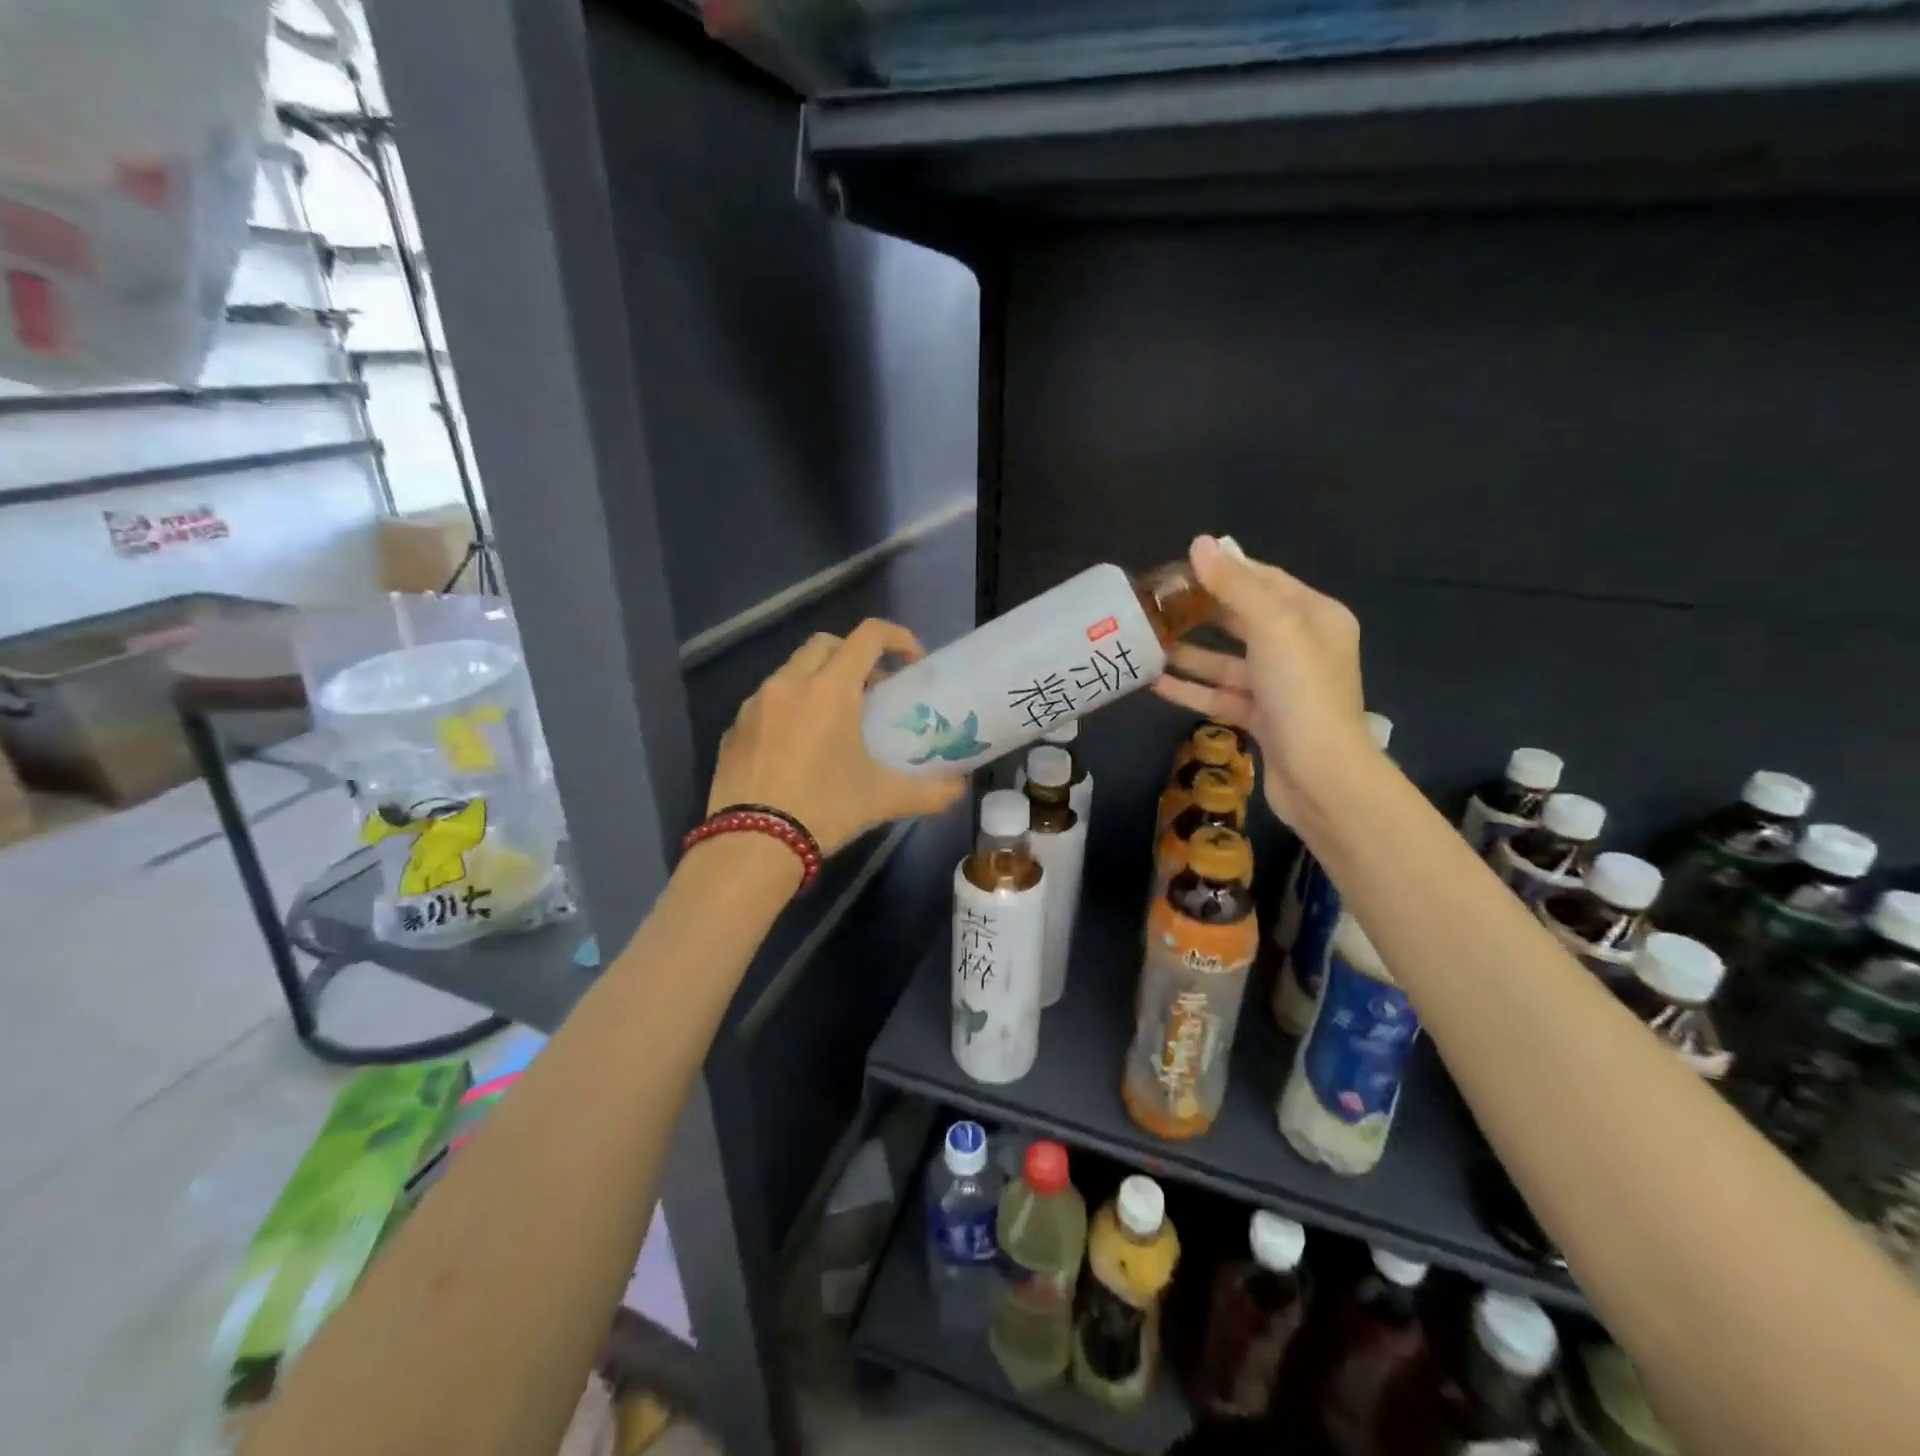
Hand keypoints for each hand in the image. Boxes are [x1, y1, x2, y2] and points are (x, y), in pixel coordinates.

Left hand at [708, 619, 966, 856]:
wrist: (751, 846)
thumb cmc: (824, 810)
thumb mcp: (883, 799)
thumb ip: (929, 791)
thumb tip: (959, 790)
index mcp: (830, 689)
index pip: (868, 636)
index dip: (897, 637)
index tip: (911, 662)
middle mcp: (789, 684)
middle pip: (826, 644)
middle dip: (854, 656)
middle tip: (872, 691)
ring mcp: (755, 705)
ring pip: (792, 672)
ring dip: (818, 681)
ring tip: (834, 722)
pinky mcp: (733, 729)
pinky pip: (767, 703)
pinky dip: (789, 708)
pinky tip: (797, 748)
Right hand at [1151, 535, 1372, 825]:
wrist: (1321, 775)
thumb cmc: (1301, 691)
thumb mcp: (1271, 627)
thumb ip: (1234, 585)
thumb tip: (1200, 543)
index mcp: (1314, 616)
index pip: (1264, 580)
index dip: (1223, 570)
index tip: (1178, 567)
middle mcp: (1301, 646)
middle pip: (1244, 619)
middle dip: (1201, 612)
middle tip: (1156, 604)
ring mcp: (1281, 686)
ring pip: (1228, 661)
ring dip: (1190, 653)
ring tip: (1147, 642)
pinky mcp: (1263, 718)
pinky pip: (1222, 695)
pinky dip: (1192, 688)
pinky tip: (1154, 681)